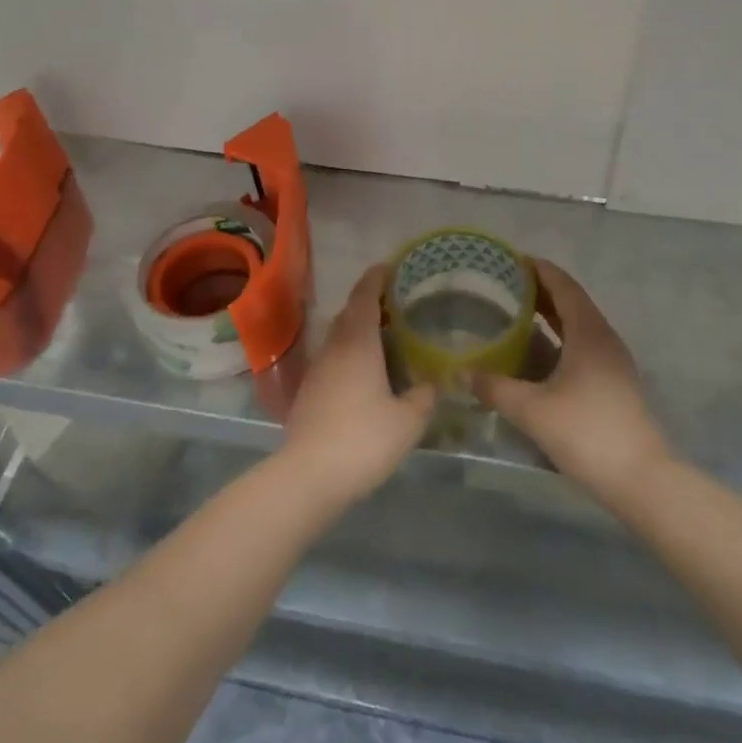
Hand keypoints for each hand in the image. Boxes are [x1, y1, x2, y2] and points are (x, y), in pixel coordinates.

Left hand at [279, 264, 435, 505]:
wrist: (309, 475)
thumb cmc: (363, 439)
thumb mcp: (408, 421)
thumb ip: (423, 397)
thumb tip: (432, 384)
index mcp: (358, 343)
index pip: (364, 297)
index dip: (376, 278)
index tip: (390, 267)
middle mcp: (334, 348)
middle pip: (349, 313)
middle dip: (370, 302)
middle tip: (396, 304)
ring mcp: (317, 369)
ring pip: (339, 336)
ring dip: (358, 329)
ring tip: (385, 337)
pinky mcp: (309, 391)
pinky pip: (333, 358)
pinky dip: (350, 352)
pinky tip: (365, 372)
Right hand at [473, 260, 670, 506]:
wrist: (641, 480)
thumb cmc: (587, 433)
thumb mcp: (532, 410)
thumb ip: (494, 387)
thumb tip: (461, 373)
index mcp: (589, 333)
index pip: (564, 286)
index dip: (539, 269)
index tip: (512, 260)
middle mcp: (604, 339)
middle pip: (572, 302)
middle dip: (540, 290)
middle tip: (505, 285)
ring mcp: (613, 362)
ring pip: (578, 325)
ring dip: (550, 315)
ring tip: (515, 312)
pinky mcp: (613, 383)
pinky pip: (582, 345)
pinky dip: (558, 337)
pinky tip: (536, 352)